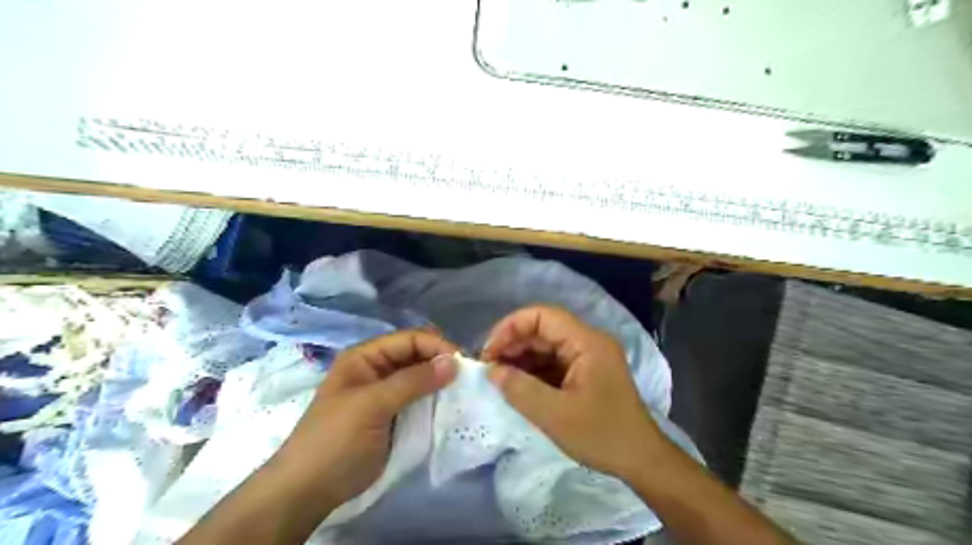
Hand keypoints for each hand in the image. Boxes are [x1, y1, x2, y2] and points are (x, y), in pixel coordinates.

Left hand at [264, 330, 459, 512]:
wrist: (310, 490)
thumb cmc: (336, 439)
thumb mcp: (373, 404)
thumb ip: (413, 381)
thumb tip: (454, 362)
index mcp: (366, 356)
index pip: (409, 339)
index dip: (436, 346)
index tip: (463, 363)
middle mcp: (378, 369)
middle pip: (417, 355)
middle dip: (441, 362)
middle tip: (468, 378)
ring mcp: (387, 393)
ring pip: (421, 377)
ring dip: (441, 382)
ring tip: (465, 391)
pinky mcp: (394, 415)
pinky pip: (420, 399)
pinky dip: (436, 400)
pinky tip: (452, 405)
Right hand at [481, 307, 672, 479]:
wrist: (641, 460)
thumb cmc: (602, 435)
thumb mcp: (555, 415)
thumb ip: (519, 389)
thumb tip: (491, 371)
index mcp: (587, 342)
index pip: (543, 316)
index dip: (512, 327)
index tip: (489, 351)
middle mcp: (588, 342)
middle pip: (544, 329)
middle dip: (514, 344)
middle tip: (489, 367)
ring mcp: (588, 357)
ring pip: (546, 346)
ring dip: (521, 358)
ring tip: (498, 377)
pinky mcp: (586, 373)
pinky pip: (554, 362)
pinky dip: (533, 371)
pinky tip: (517, 384)